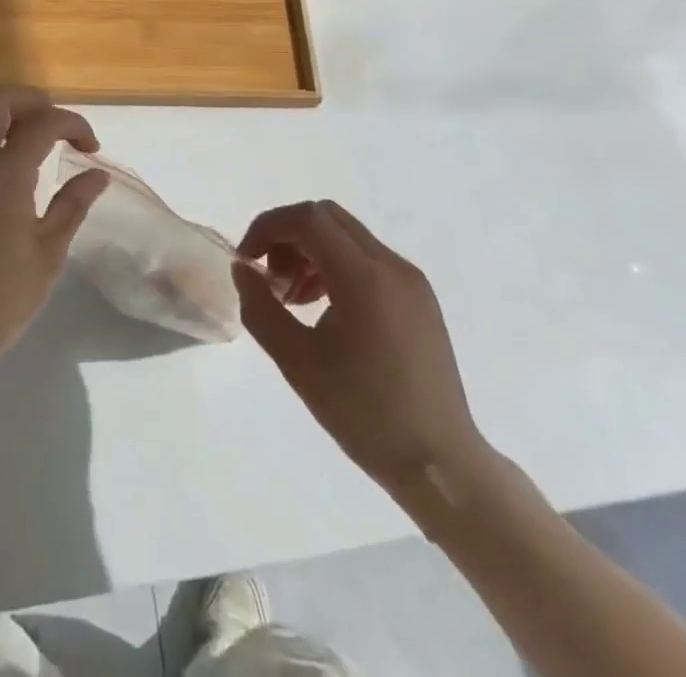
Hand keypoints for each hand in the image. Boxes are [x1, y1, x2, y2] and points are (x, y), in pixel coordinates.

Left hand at [0, 87, 109, 365]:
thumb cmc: (4, 297)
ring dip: (0, 116)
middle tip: (55, 126)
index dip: (73, 124)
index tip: (90, 147)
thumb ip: (74, 203)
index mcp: (4, 175)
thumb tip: (97, 174)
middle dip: (32, 101)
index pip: (42, 122)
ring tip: (26, 140)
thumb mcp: (50, 251)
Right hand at [234, 201, 495, 512]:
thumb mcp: (298, 363)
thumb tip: (243, 270)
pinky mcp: (420, 299)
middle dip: (288, 238)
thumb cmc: (365, 415)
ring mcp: (411, 280)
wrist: (442, 467)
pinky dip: (336, 268)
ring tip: (294, 301)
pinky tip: (325, 311)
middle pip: (327, 218)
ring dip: (311, 253)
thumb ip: (262, 309)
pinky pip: (368, 261)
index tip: (248, 261)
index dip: (269, 227)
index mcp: (364, 277)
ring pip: (347, 237)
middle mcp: (391, 266)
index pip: (308, 218)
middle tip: (271, 282)